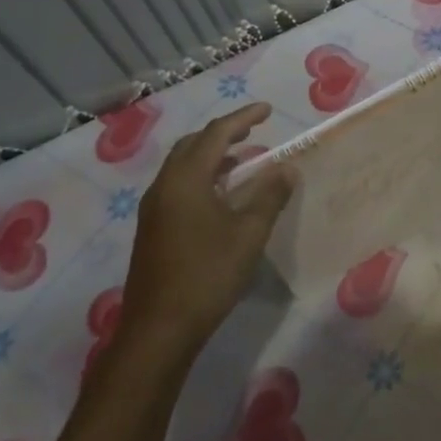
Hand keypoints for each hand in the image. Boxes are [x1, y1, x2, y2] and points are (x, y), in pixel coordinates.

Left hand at [118, 104, 295, 350]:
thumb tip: (287, 169)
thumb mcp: (249, 233)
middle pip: (194, 145)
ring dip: (214, 156)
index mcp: (185, 179)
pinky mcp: (153, 229)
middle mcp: (164, 186)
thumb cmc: (207, 274)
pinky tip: (224, 196)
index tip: (268, 110)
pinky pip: (180, 186)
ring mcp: (155, 209)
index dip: (244, 118)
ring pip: (184, 166)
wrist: (159, 330)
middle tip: (254, 131)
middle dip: (224, 133)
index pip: (216, 134)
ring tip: (245, 161)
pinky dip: (204, 177)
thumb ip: (270, 196)